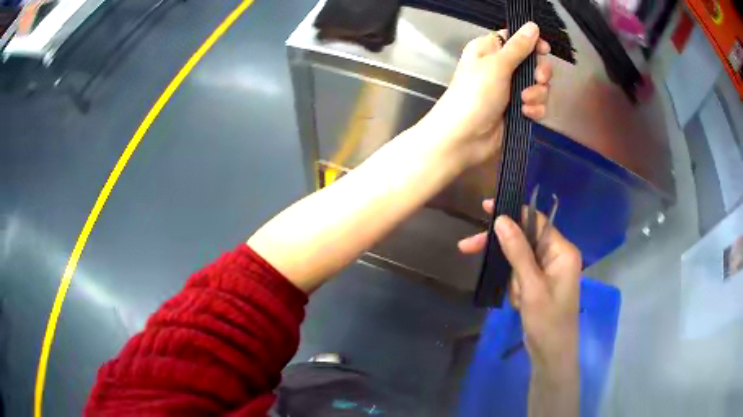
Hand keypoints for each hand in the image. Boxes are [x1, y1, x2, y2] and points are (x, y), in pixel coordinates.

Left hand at [419, 22, 552, 168]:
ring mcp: (510, 90)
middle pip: (533, 62)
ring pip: (538, 85)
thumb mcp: (496, 65)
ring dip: (537, 93)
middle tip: (539, 78)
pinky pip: (537, 105)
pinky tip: (526, 114)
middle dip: (539, 72)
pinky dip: (535, 109)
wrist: (465, 138)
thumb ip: (518, 47)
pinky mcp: (517, 110)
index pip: (516, 39)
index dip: (532, 43)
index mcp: (489, 50)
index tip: (544, 50)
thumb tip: (532, 26)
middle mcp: (501, 67)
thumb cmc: (474, 95)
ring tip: (524, 101)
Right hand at [458, 200, 580, 374]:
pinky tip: (519, 304)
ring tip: (517, 300)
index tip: (485, 208)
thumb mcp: (531, 286)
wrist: (551, 355)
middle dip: (501, 250)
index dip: (511, 212)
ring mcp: (548, 271)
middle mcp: (557, 256)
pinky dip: (514, 288)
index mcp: (562, 251)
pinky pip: (520, 275)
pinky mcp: (539, 284)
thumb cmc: (547, 321)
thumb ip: (517, 251)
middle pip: (524, 240)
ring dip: (511, 278)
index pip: (535, 221)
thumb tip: (501, 219)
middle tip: (467, 247)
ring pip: (519, 260)